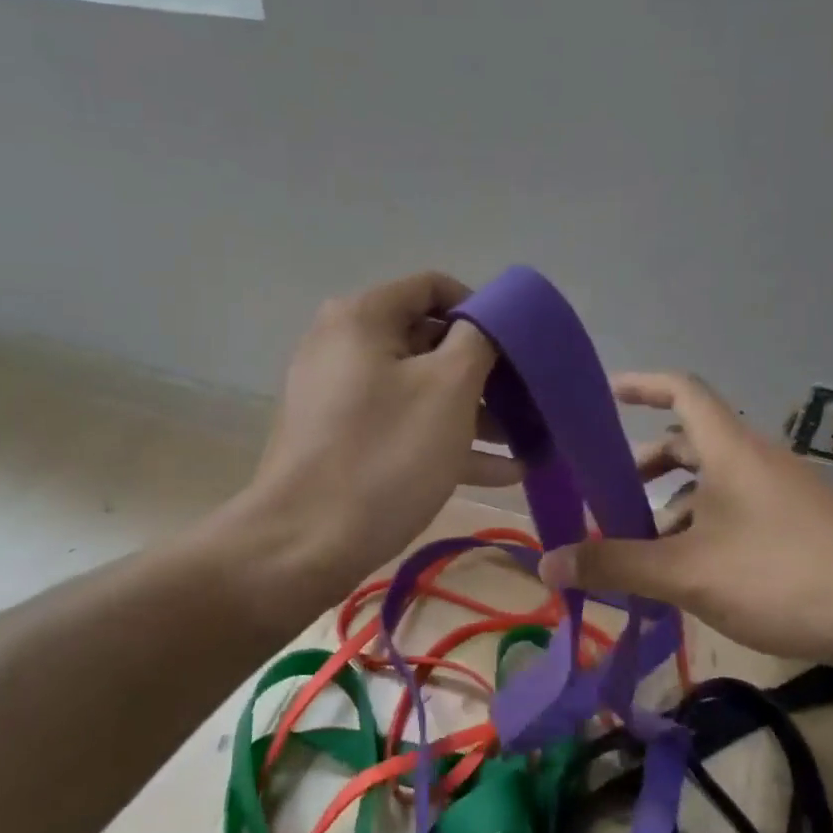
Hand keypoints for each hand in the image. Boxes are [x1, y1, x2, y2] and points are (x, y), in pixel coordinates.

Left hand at [226, 272, 518, 616]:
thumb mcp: (448, 388)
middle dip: (485, 370)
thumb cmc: (385, 455)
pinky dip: (446, 440)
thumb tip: (491, 318)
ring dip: (476, 412)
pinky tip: (502, 472)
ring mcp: (339, 395)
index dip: (483, 311)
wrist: (304, 545)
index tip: (519, 348)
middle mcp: (344, 346)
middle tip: (529, 399)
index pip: (434, 287)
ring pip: (420, 389)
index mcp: (362, 317)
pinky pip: (402, 425)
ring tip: (527, 440)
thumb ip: (481, 338)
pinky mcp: (341, 439)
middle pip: (429, 340)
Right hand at [537, 372, 832, 668]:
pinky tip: (690, 575)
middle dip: (644, 465)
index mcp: (728, 449)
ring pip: (712, 483)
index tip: (603, 396)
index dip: (640, 384)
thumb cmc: (782, 576)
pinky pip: (735, 510)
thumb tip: (547, 565)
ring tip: (640, 550)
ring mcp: (781, 492)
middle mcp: (755, 459)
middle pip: (689, 442)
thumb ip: (616, 565)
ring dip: (671, 506)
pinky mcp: (798, 524)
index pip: (681, 389)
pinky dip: (702, 528)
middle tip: (606, 498)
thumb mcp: (687, 573)